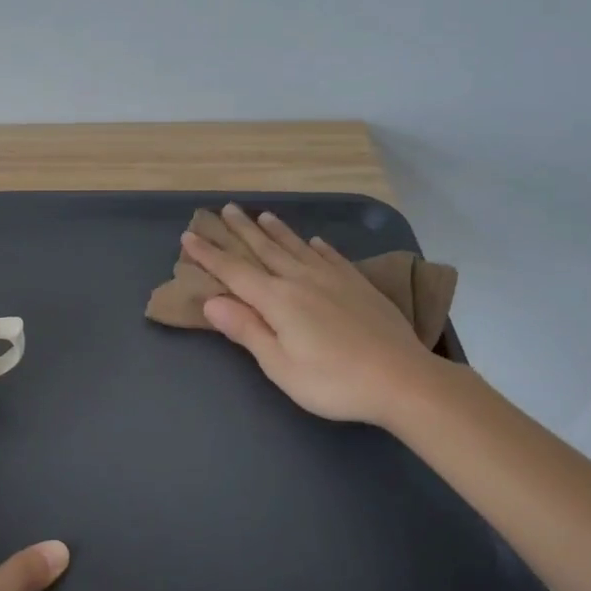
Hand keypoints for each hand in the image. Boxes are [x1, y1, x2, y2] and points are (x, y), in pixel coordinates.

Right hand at [182, 205, 448, 426]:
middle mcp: (301, 279)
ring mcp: (333, 278)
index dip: (209, 254)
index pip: (234, 271)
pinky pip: (331, 256)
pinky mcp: (358, 285)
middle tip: (225, 209)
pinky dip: (318, 246)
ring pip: (297, 246)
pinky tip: (315, 241)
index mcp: (277, 300)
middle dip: (241, 230)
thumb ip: (246, 329)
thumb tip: (211, 300)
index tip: (188, 236)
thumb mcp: (279, 365)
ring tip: (262, 215)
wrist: (402, 379)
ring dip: (276, 230)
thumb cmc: (333, 381)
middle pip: (264, 249)